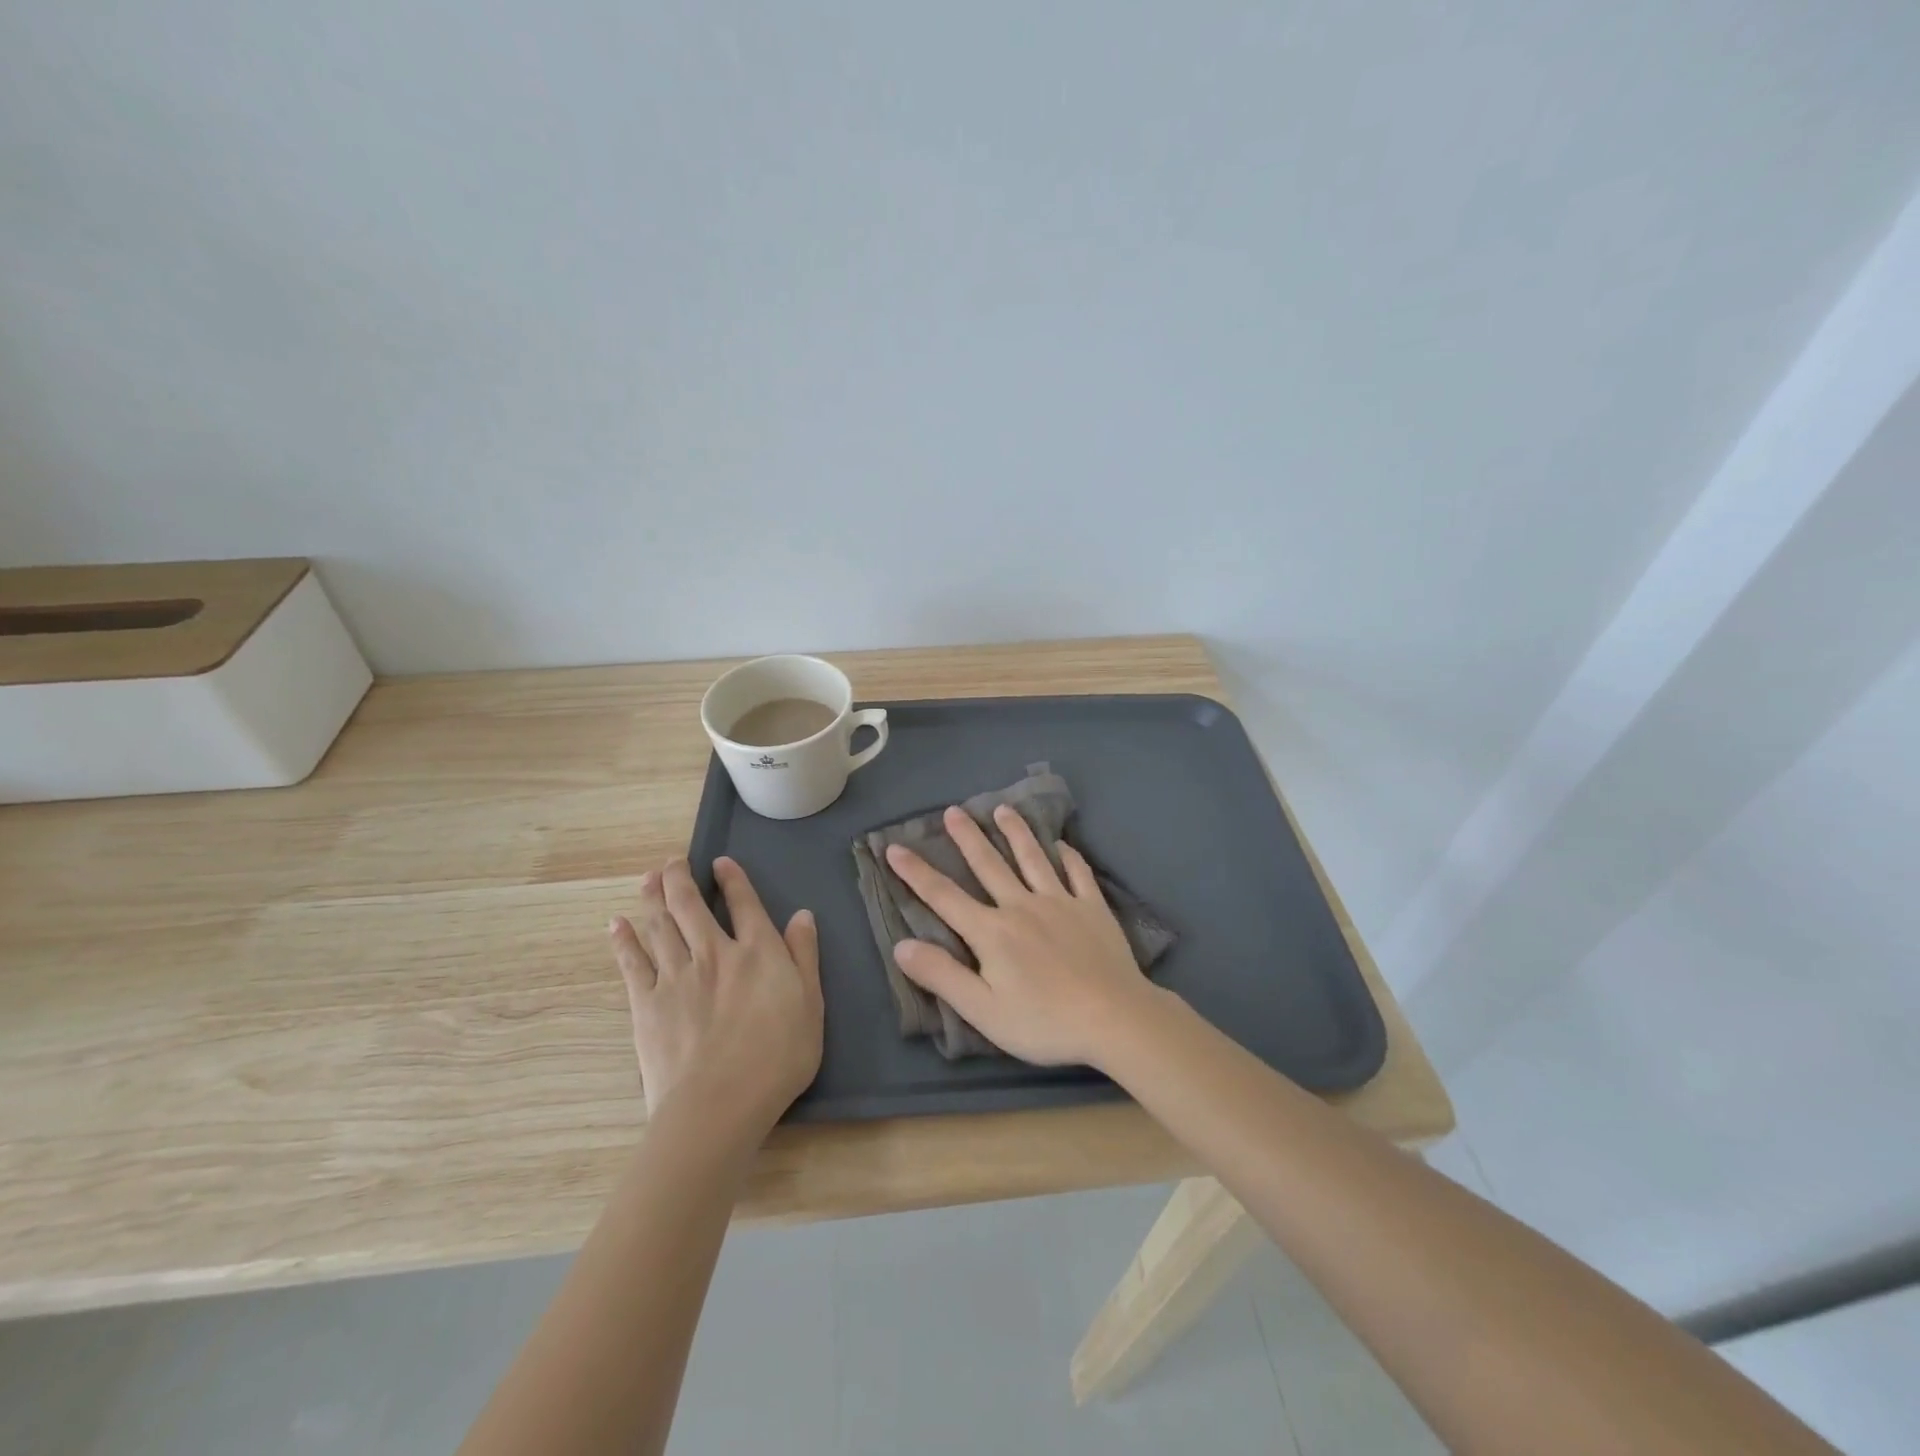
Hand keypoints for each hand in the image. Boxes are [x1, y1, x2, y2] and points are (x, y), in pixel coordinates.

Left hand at [609, 857, 822, 1135]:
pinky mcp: (646, 1003)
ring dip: (652, 897)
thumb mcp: (811, 1005)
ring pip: (660, 925)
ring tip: (648, 878)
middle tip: (672, 861)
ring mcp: (676, 976)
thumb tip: (802, 915)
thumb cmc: (777, 1058)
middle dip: (680, 877)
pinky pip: (632, 962)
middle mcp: (714, 952)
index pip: (744, 903)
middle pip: (691, 905)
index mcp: (758, 952)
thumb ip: (805, 956)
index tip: (720, 862)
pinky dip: (624, 940)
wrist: (719, 1104)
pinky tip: (616, 924)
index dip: (732, 879)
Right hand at [884, 805, 1168, 1067]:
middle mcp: (1021, 906)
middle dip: (967, 837)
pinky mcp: (1092, 908)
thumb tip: (901, 945)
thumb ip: (941, 975)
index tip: (894, 848)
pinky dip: (1068, 856)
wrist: (1114, 1018)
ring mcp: (1060, 903)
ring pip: (1033, 858)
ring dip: (1016, 832)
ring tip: (1003, 809)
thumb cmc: (1043, 1021)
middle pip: (989, 865)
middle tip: (954, 810)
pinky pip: (1078, 873)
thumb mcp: (982, 1009)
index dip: (916, 872)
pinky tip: (1063, 844)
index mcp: (991, 932)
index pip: (944, 896)